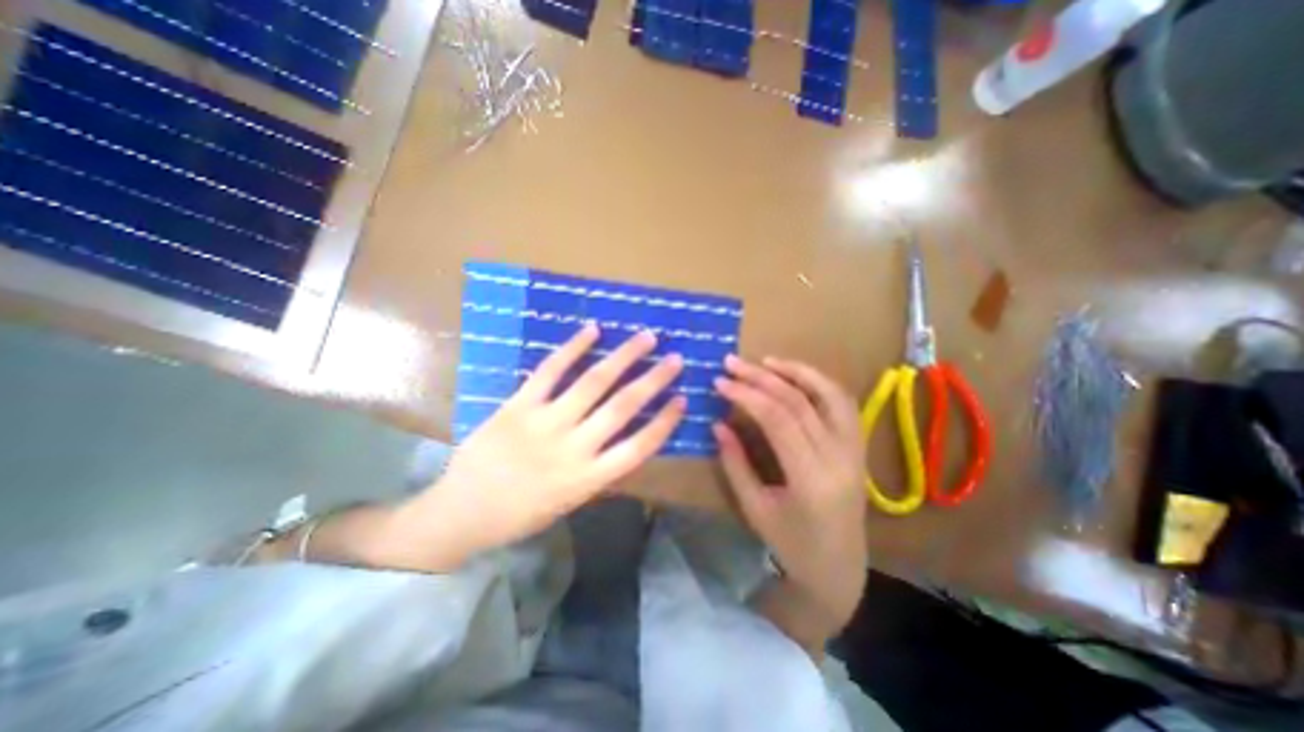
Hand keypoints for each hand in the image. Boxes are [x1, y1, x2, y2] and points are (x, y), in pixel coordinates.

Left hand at [403, 324, 686, 567]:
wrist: (460, 514)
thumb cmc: (519, 514)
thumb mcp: (569, 502)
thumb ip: (597, 470)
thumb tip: (621, 438)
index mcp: (589, 479)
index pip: (640, 446)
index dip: (665, 421)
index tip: (682, 399)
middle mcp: (574, 448)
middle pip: (624, 407)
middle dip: (654, 380)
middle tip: (675, 358)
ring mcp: (545, 423)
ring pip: (593, 383)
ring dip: (624, 357)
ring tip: (646, 338)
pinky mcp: (519, 406)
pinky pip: (550, 371)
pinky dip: (573, 348)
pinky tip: (592, 331)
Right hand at [711, 357, 863, 626]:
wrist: (839, 568)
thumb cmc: (792, 545)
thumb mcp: (754, 508)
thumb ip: (735, 463)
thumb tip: (717, 423)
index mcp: (811, 478)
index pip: (777, 419)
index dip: (746, 394)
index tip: (720, 382)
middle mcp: (839, 457)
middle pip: (798, 401)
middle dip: (761, 378)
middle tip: (732, 363)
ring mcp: (855, 450)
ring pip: (829, 394)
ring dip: (796, 371)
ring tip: (765, 361)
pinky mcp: (858, 447)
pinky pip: (842, 403)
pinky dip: (819, 382)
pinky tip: (796, 375)